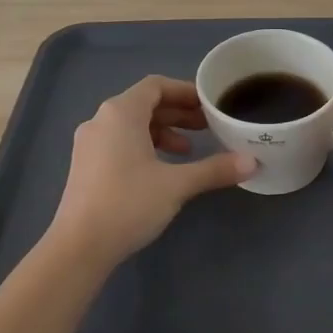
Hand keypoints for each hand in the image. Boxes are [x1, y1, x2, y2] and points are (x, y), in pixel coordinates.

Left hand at [48, 75, 255, 264]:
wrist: (79, 246)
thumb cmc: (128, 203)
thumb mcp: (177, 185)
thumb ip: (214, 169)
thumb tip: (252, 162)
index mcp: (121, 113)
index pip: (156, 86)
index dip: (185, 91)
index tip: (209, 105)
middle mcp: (101, 120)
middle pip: (144, 104)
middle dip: (177, 113)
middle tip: (207, 127)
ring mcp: (89, 143)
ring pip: (131, 125)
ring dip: (162, 131)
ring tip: (188, 150)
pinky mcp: (85, 165)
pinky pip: (119, 142)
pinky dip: (144, 146)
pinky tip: (161, 169)